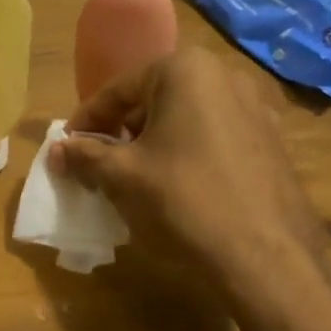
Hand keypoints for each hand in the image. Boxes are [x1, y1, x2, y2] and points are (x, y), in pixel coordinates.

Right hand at [47, 46, 323, 296]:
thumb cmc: (183, 201)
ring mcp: (258, 109)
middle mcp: (226, 76)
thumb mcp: (121, 176)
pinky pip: (216, 138)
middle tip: (100, 163)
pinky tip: (179, 188)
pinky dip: (189, 154)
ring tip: (136, 178)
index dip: (87, 120)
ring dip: (155, 142)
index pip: (119, 90)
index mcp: (186, 70)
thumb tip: (56, 151)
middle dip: (123, 130)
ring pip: (186, 119)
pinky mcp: (274, 143)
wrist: (266, 260)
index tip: (67, 147)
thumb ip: (84, 155)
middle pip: (154, 99)